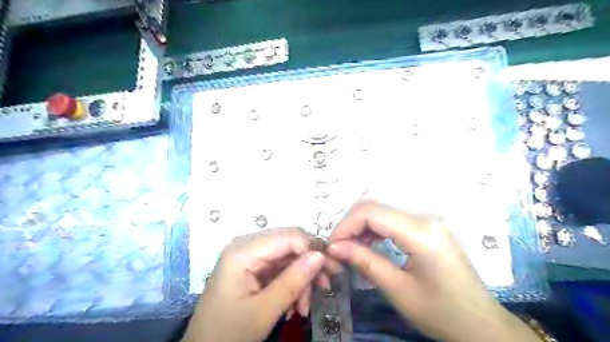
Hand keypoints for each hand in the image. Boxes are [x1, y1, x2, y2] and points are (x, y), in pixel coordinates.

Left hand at [183, 227, 325, 341]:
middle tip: (325, 286)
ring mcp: (249, 256)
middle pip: (289, 244)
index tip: (331, 270)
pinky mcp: (252, 267)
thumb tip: (320, 255)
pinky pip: (279, 267)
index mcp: (243, 251)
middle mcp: (246, 246)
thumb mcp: (264, 311)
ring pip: (287, 256)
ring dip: (301, 279)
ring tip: (305, 306)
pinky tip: (295, 305)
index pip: (288, 237)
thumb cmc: (228, 333)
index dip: (312, 249)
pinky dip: (291, 284)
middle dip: (308, 265)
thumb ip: (293, 281)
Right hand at [327, 202, 539, 341]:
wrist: (481, 323)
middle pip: (375, 204)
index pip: (371, 212)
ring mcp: (428, 218)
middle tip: (339, 248)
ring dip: (361, 224)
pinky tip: (369, 243)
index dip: (345, 225)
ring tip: (351, 248)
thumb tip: (334, 247)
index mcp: (420, 232)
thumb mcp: (399, 291)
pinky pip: (393, 216)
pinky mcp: (428, 224)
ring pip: (382, 207)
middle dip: (351, 224)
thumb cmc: (442, 313)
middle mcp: (425, 216)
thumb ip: (365, 263)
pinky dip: (375, 226)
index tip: (331, 246)